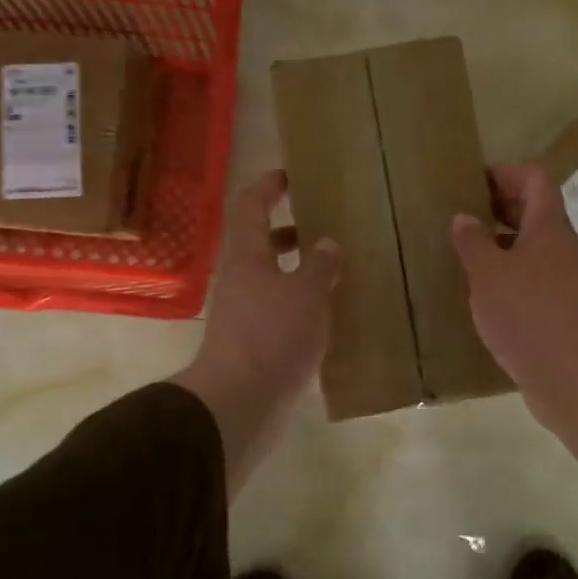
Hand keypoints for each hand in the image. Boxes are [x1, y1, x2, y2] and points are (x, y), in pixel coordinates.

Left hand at [173, 170, 341, 500]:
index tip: (291, 175)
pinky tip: (330, 314)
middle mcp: (240, 280)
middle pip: (260, 244)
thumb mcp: (307, 294)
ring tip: (338, 272)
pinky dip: (302, 304)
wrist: (241, 402)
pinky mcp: (254, 344)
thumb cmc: (273, 336)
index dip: (267, 186)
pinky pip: (280, 311)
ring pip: (272, 280)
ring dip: (300, 271)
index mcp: (246, 256)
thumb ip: (320, 266)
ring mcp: (244, 314)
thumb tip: (327, 244)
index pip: (250, 206)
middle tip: (325, 226)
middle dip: (290, 232)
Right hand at [451, 164, 577, 468]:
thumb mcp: (488, 275)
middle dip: (501, 205)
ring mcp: (565, 278)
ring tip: (468, 251)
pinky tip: (485, 289)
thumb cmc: (526, 315)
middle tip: (464, 214)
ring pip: (535, 244)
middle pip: (537, 210)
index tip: (474, 181)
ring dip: (504, 241)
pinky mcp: (561, 307)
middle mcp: (562, 246)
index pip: (536, 179)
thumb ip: (473, 242)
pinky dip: (511, 271)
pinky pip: (535, 274)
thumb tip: (464, 218)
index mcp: (548, 228)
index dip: (507, 173)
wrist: (570, 377)